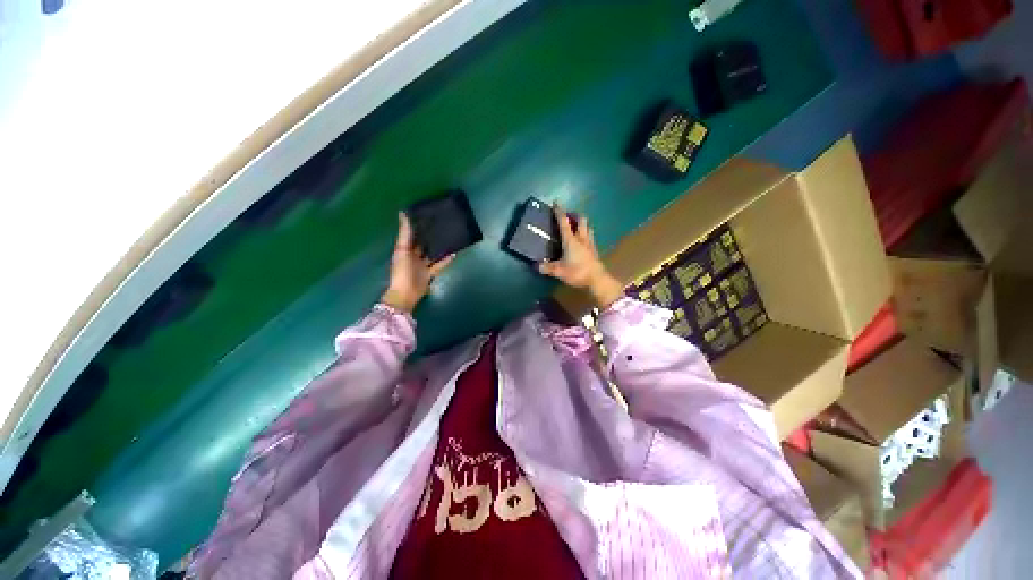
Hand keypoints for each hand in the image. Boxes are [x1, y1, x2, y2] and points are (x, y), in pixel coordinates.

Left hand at [381, 213, 454, 312]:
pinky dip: (445, 260)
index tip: (427, 217)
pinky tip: (453, 253)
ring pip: (431, 254)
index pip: (412, 236)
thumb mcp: (402, 249)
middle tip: (441, 226)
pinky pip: (439, 265)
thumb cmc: (402, 270)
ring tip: (449, 238)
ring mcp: (422, 266)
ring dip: (438, 248)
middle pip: (422, 245)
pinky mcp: (430, 274)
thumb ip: (405, 233)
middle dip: (429, 237)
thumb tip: (403, 213)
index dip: (417, 227)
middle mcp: (413, 257)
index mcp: (404, 250)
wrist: (406, 293)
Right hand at [539, 206, 623, 309]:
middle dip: (575, 215)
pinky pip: (590, 237)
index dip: (559, 212)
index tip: (556, 203)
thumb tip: (536, 266)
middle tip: (569, 216)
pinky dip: (586, 234)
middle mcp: (581, 238)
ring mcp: (590, 243)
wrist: (597, 279)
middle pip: (581, 221)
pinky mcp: (594, 250)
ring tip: (577, 226)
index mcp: (570, 240)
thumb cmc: (577, 272)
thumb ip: (547, 268)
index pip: (564, 222)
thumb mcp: (559, 271)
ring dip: (582, 224)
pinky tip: (583, 240)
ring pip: (588, 228)